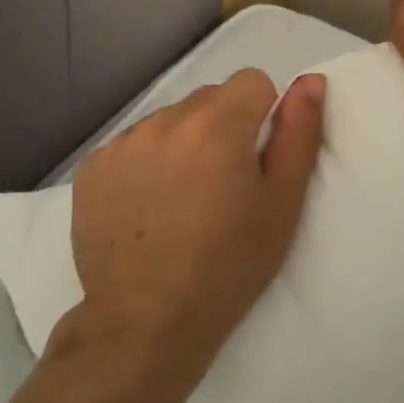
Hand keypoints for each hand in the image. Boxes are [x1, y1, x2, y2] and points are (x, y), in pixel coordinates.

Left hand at [64, 69, 326, 402]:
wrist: (144, 323)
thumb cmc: (228, 266)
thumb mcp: (282, 205)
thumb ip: (299, 134)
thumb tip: (311, 80)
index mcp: (217, 124)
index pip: (252, 81)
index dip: (262, 116)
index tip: (255, 162)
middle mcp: (165, 119)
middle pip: (209, 99)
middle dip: (222, 129)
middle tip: (222, 188)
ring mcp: (123, 142)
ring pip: (170, 121)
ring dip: (182, 144)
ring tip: (181, 201)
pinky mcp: (92, 166)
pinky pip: (132, 144)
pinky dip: (145, 163)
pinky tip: (146, 208)